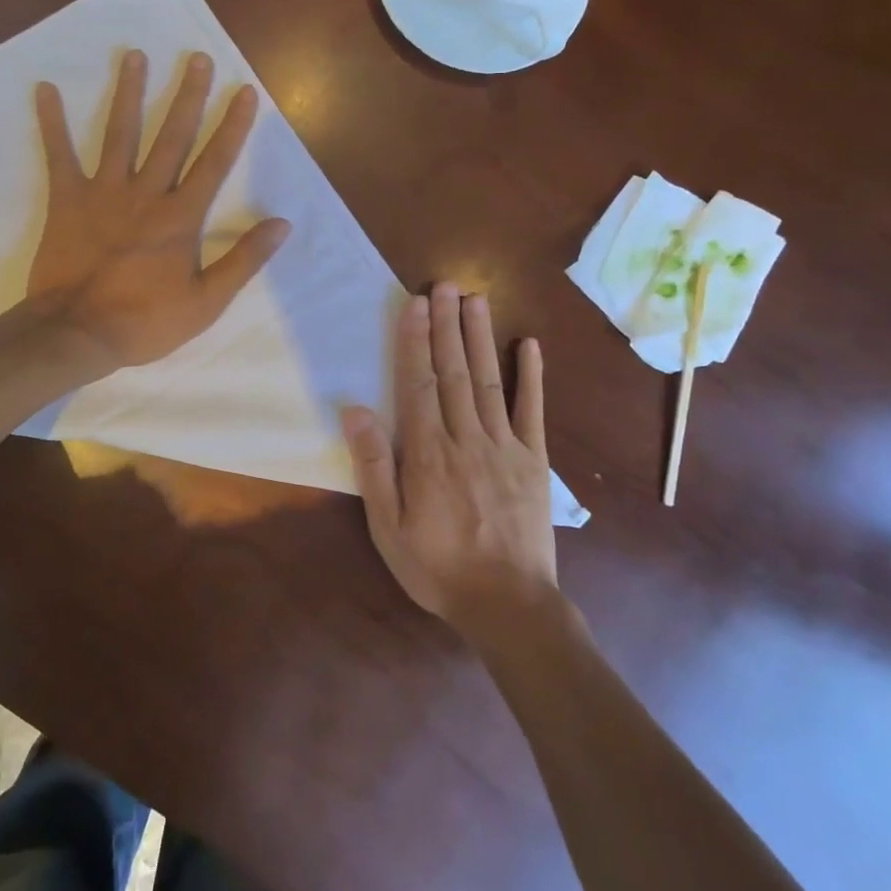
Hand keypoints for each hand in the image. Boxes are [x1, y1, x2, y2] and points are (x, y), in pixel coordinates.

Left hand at [28, 49, 290, 373]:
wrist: (78, 333)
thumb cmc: (145, 322)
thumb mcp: (206, 302)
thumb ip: (243, 259)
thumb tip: (281, 223)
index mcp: (181, 217)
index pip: (214, 162)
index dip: (232, 126)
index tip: (244, 91)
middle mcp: (146, 193)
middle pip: (171, 136)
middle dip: (187, 95)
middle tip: (196, 58)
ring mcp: (104, 192)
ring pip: (120, 133)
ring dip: (129, 93)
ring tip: (134, 55)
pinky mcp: (67, 200)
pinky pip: (59, 155)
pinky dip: (51, 122)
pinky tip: (45, 89)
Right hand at [342, 284, 556, 628]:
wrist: (508, 605)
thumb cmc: (437, 567)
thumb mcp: (388, 526)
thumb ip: (373, 466)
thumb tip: (355, 410)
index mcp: (428, 453)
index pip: (418, 384)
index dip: (414, 341)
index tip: (414, 304)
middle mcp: (466, 438)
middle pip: (454, 372)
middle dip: (447, 325)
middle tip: (445, 285)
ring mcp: (505, 447)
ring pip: (489, 381)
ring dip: (481, 337)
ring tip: (476, 299)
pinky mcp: (534, 461)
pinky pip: (533, 411)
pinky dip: (532, 376)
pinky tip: (529, 345)